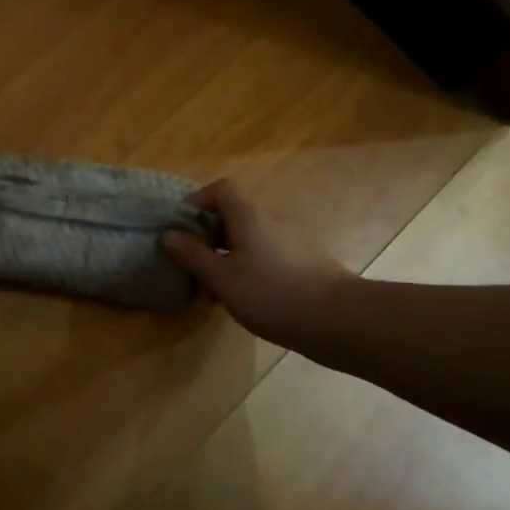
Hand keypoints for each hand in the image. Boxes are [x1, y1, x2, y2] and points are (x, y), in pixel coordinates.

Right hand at [162, 180, 356, 347]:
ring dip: (229, 252)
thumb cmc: (272, 294)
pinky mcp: (307, 260)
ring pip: (251, 236)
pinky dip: (251, 264)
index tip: (180, 226)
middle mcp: (273, 219)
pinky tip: (248, 295)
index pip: (221, 189)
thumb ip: (193, 255)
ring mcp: (293, 239)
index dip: (197, 201)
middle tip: (193, 261)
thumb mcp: (222, 278)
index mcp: (249, 215)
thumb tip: (169, 234)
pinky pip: (269, 252)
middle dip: (209, 233)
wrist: (339, 320)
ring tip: (217, 285)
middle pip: (235, 213)